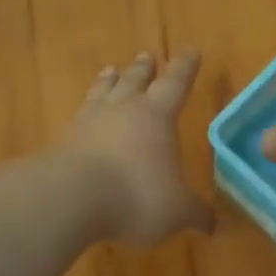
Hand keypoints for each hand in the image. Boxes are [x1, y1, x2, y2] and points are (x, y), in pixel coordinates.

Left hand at [62, 50, 214, 245]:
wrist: (71, 198)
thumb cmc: (137, 196)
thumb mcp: (177, 211)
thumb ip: (195, 214)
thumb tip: (212, 225)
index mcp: (156, 116)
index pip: (175, 83)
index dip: (185, 68)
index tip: (191, 50)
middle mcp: (122, 110)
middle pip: (134, 81)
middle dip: (143, 69)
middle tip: (146, 56)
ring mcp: (88, 123)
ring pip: (102, 92)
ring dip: (108, 81)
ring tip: (110, 71)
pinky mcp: (63, 141)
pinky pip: (77, 118)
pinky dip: (84, 113)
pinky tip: (81, 117)